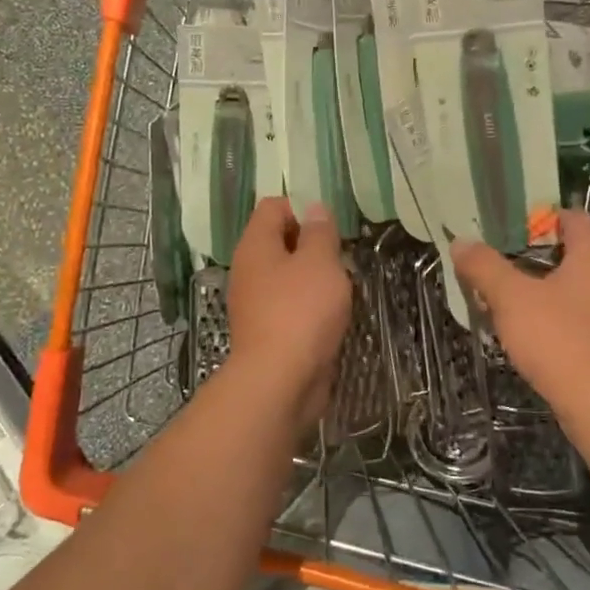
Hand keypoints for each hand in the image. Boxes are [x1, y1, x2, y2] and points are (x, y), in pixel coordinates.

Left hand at [225, 197, 351, 425]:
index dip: (302, 208)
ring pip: (287, 276)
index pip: (273, 207)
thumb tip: (314, 209)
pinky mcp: (266, 332)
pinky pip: (290, 306)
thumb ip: (320, 232)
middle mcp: (248, 270)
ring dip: (314, 278)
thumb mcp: (320, 261)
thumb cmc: (301, 311)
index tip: (330, 227)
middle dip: (312, 245)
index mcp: (255, 245)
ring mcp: (255, 303)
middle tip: (340, 257)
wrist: (279, 382)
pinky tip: (330, 316)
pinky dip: (309, 307)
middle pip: (280, 241)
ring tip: (341, 288)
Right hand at [453, 210, 589, 420]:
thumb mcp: (511, 299)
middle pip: (577, 250)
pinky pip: (589, 312)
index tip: (510, 235)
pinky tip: (541, 333)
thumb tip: (461, 242)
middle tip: (507, 267)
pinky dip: (566, 314)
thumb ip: (485, 267)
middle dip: (541, 256)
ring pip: (583, 284)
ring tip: (517, 302)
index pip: (572, 217)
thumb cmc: (559, 339)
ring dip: (552, 287)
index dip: (540, 220)